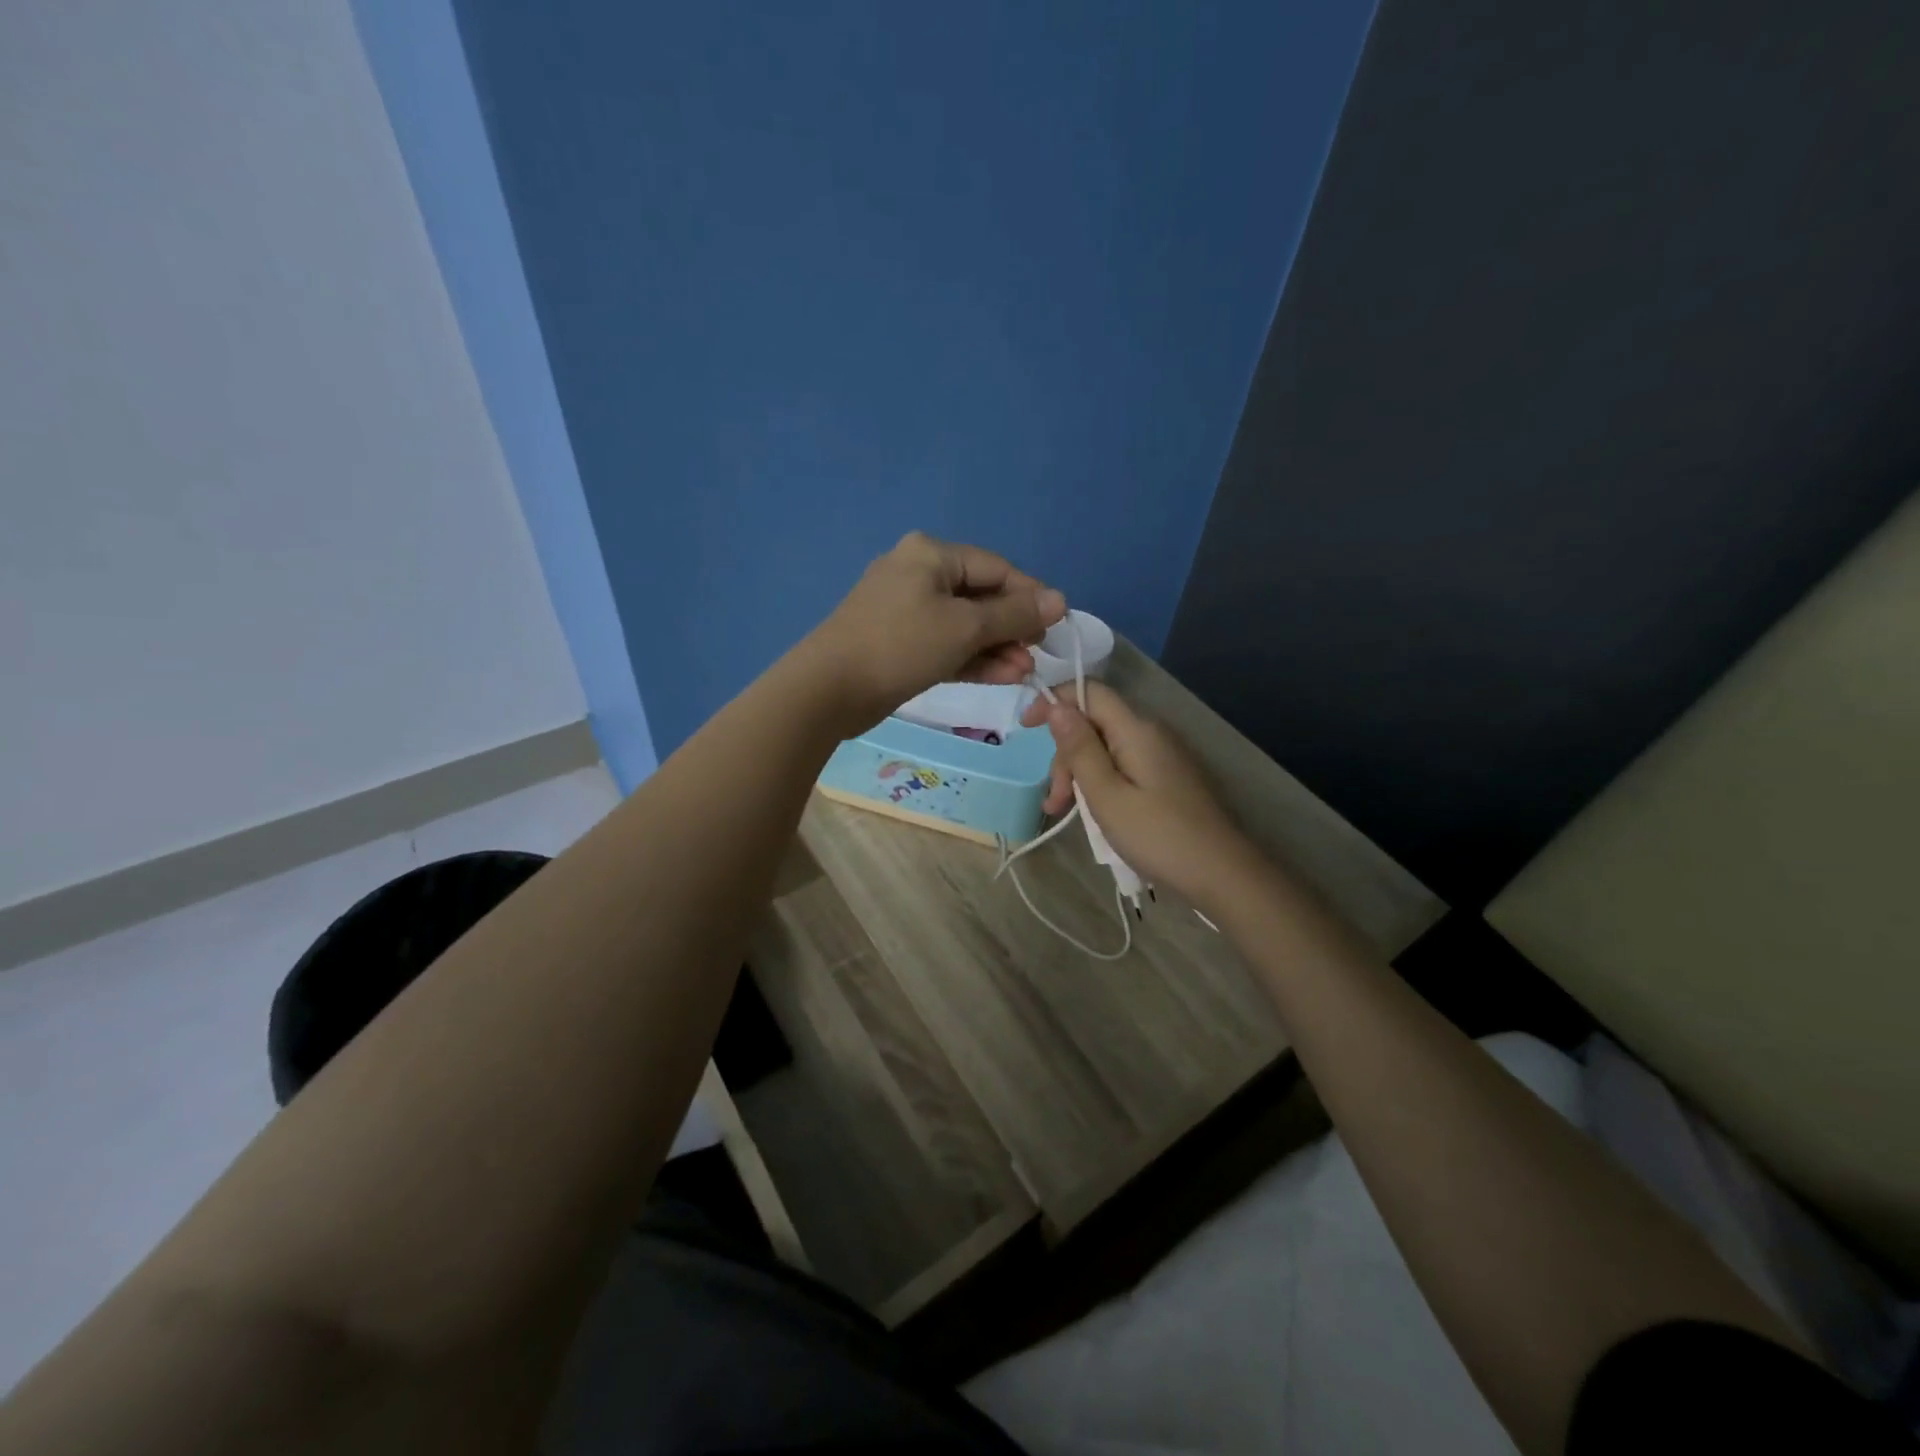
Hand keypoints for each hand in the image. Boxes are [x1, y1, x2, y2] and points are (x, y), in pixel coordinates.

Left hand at [801, 532, 1066, 734]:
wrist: (830, 689)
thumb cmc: (901, 645)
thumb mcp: (965, 627)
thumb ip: (1014, 615)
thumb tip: (1060, 600)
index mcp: (931, 554)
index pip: (996, 568)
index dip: (1030, 596)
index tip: (1056, 626)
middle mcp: (918, 573)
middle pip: (980, 597)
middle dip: (1012, 629)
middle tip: (1037, 656)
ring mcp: (906, 610)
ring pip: (964, 625)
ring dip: (996, 648)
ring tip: (1024, 673)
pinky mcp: (900, 643)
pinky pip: (945, 644)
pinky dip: (972, 659)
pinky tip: (1002, 677)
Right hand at [1022, 681, 1261, 907]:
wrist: (1221, 873)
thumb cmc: (1157, 835)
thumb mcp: (1106, 795)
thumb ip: (1079, 749)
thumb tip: (1057, 706)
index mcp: (1136, 730)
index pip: (1090, 691)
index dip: (1054, 700)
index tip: (1024, 727)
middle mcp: (1150, 733)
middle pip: (1094, 724)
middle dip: (1065, 755)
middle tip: (1054, 801)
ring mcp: (1162, 756)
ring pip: (1106, 749)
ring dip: (1079, 774)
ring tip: (1063, 813)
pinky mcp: (1167, 777)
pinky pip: (1123, 766)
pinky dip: (1100, 783)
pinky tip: (1093, 812)